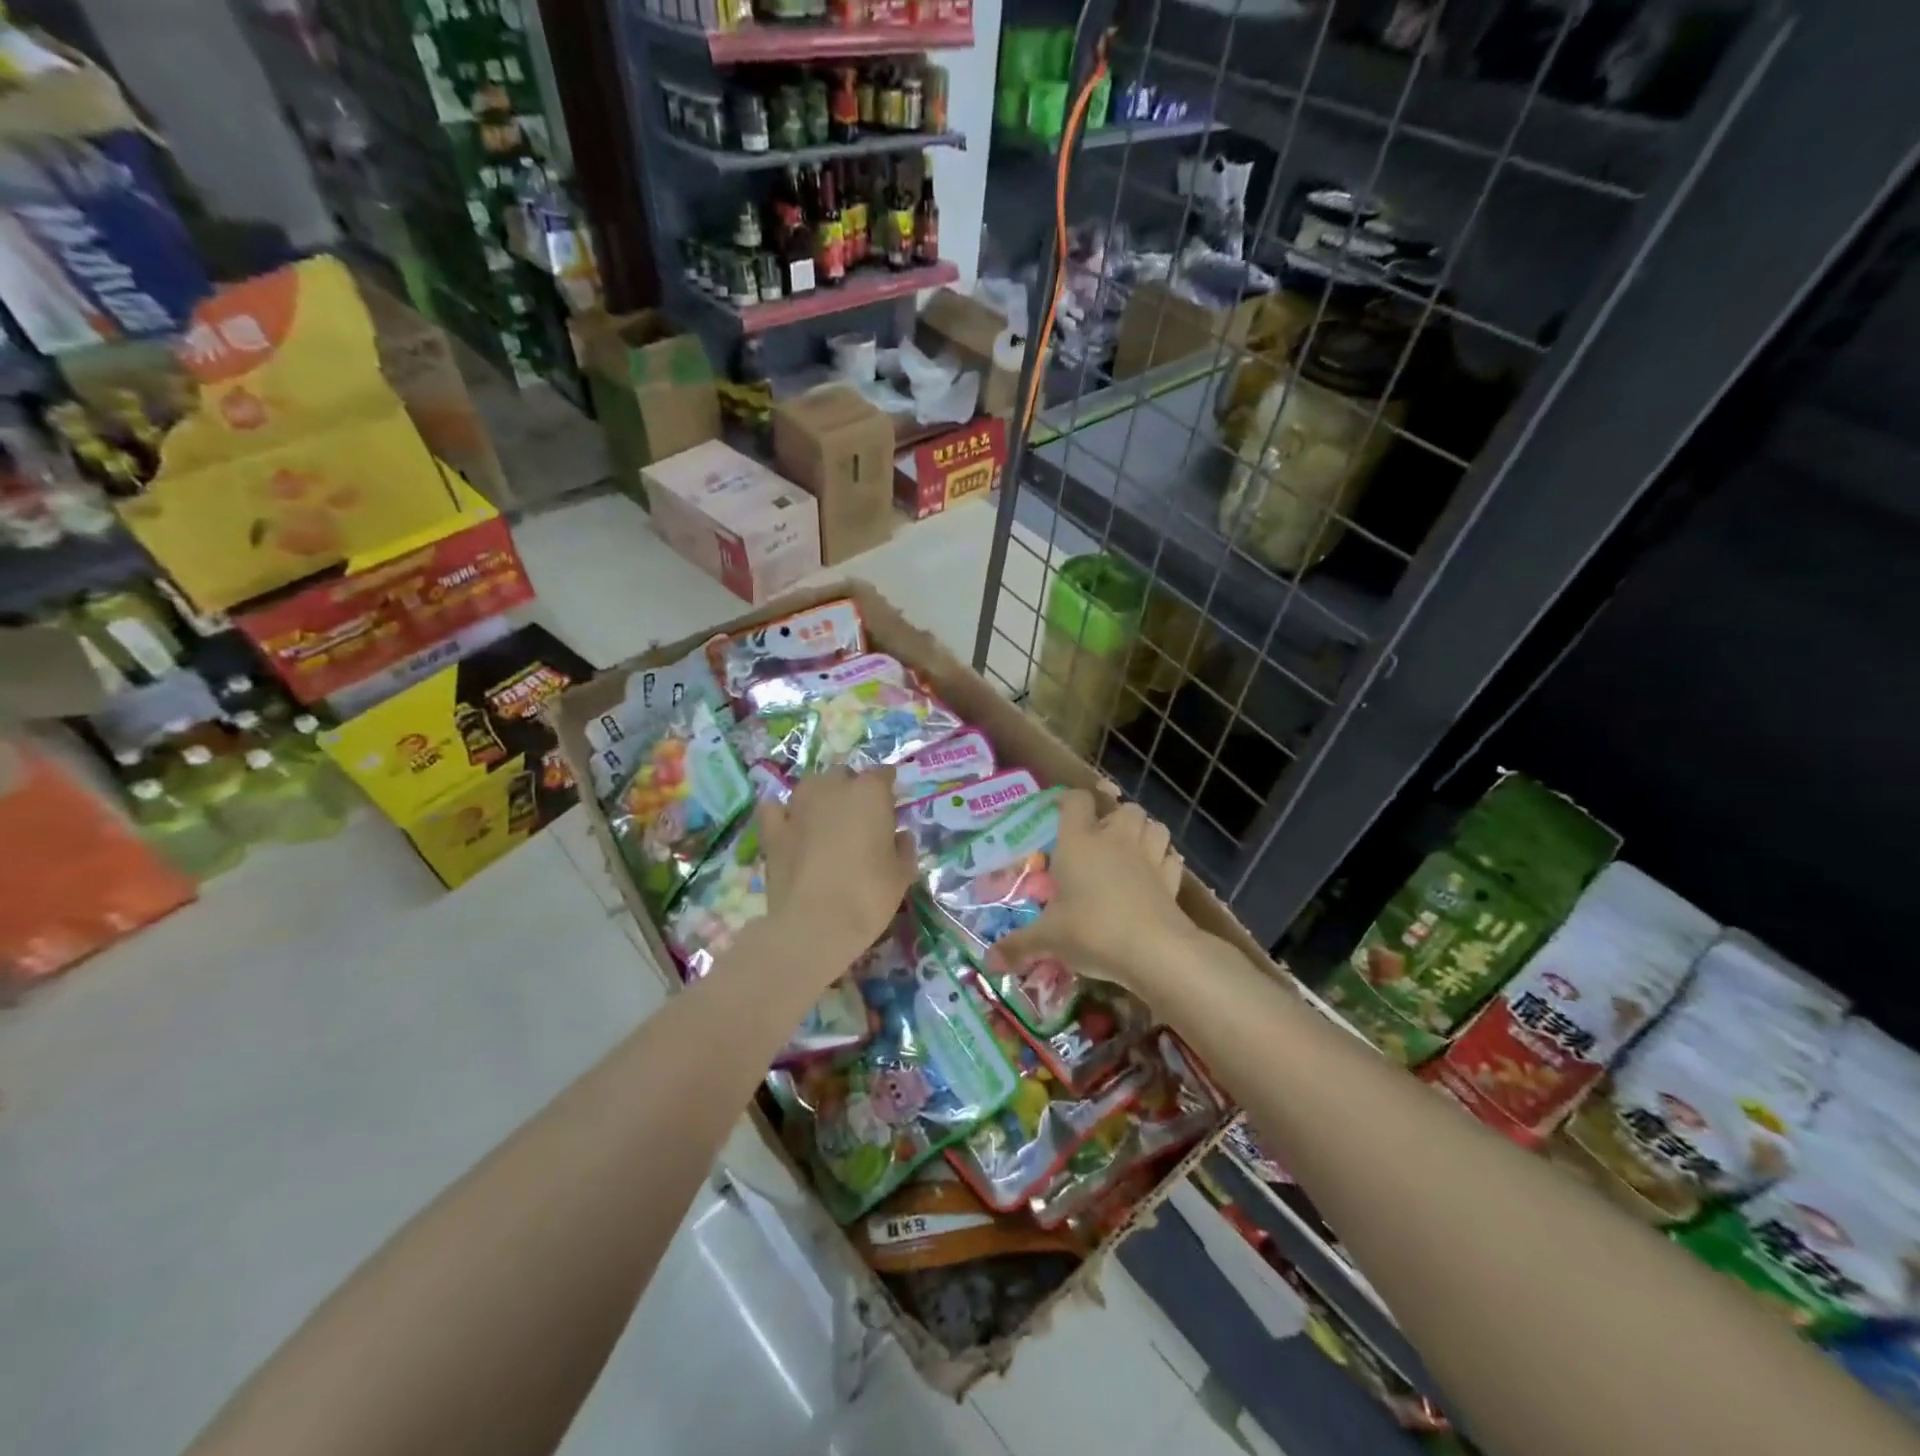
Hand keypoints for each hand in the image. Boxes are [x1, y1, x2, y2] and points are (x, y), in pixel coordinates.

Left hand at [758, 767, 917, 972]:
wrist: (813, 925)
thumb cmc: (868, 896)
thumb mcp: (902, 875)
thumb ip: (903, 848)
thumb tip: (900, 836)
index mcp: (869, 793)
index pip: (883, 774)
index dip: (887, 788)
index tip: (891, 804)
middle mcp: (832, 789)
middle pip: (844, 776)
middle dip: (853, 789)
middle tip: (860, 817)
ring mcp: (798, 806)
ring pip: (811, 786)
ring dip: (821, 796)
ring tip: (827, 819)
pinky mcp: (772, 829)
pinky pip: (777, 809)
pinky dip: (784, 814)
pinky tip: (790, 826)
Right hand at [985, 790, 1195, 997]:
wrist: (1154, 950)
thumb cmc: (1092, 931)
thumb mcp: (1048, 939)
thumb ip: (1018, 946)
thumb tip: (988, 961)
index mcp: (1078, 842)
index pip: (1076, 801)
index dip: (1069, 800)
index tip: (1060, 811)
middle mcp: (1115, 840)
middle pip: (1123, 808)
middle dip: (1114, 817)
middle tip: (1100, 840)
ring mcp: (1148, 857)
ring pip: (1154, 825)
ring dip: (1143, 832)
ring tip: (1131, 850)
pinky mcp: (1171, 879)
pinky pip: (1171, 858)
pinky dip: (1164, 861)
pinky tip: (1154, 875)